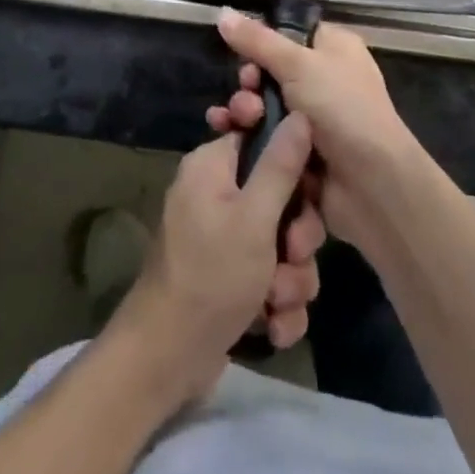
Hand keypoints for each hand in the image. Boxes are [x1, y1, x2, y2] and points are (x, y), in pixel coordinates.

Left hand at [110, 113, 325, 402]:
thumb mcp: (254, 218)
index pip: (263, 141)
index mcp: (214, 166)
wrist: (167, 359)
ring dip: (289, 279)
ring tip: (275, 303)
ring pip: (281, 245)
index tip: (307, 194)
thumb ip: (281, 166)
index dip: (293, 168)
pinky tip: (272, 327)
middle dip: (296, 239)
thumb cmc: (211, 276)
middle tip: (291, 257)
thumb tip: (300, 114)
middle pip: (280, 199)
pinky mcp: (230, 279)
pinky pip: (270, 278)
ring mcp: (222, 239)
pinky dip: (276, 305)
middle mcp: (216, 195)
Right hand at [207, 11, 427, 250]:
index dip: (262, 42)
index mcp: (332, 48)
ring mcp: (311, 118)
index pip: (288, 33)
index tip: (244, 54)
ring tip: (240, 119)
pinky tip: (225, 134)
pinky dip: (246, 134)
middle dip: (249, 82)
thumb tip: (221, 12)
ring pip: (263, 104)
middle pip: (270, 70)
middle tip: (246, 92)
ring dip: (244, 108)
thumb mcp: (297, 63)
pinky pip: (265, 135)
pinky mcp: (299, 152)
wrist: (372, 184)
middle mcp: (323, 79)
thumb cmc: (341, 108)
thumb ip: (257, 40)